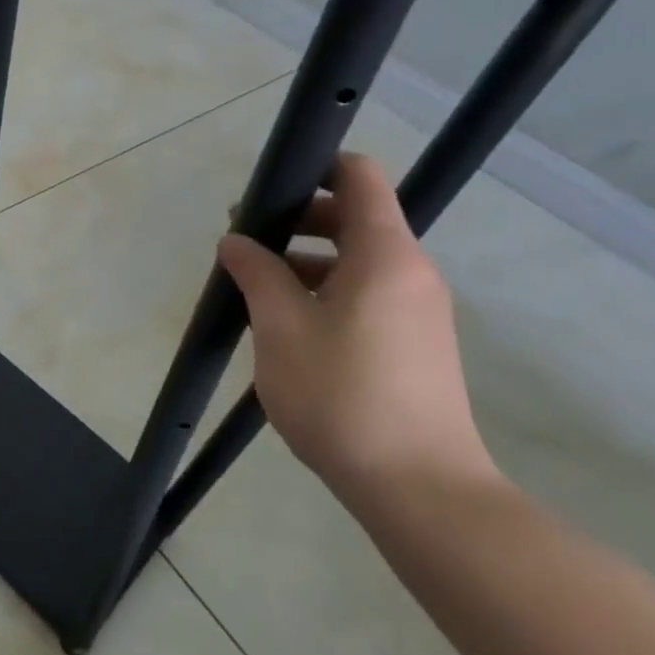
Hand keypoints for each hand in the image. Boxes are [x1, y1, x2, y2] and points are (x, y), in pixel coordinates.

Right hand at [219, 153, 494, 495]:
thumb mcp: (281, 327)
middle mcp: (410, 271)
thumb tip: (236, 241)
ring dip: (307, 261)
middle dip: (297, 220)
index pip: (359, 176)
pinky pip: (367, 293)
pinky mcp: (415, 343)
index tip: (268, 188)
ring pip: (358, 260)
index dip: (315, 167)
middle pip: (355, 217)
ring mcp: (418, 309)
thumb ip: (257, 273)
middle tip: (245, 243)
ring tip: (257, 289)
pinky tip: (288, 326)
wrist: (418, 487)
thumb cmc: (343, 395)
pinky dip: (327, 291)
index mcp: (385, 254)